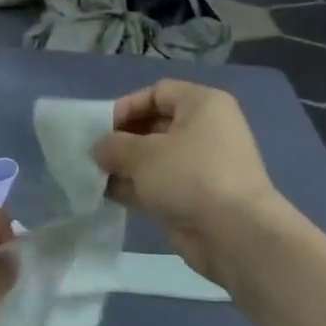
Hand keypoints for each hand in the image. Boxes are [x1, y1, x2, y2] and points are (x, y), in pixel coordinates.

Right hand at [92, 81, 279, 279]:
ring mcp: (200, 166)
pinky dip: (135, 188)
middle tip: (92, 155)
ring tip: (93, 176)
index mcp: (202, 105)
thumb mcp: (143, 154)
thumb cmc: (190, 176)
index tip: (100, 128)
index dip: (127, 106)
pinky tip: (106, 195)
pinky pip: (158, 184)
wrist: (233, 233)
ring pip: (154, 158)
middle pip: (154, 125)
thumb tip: (98, 149)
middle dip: (121, 140)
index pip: (158, 93)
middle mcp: (205, 130)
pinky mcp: (194, 197)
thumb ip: (114, 146)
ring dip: (124, 166)